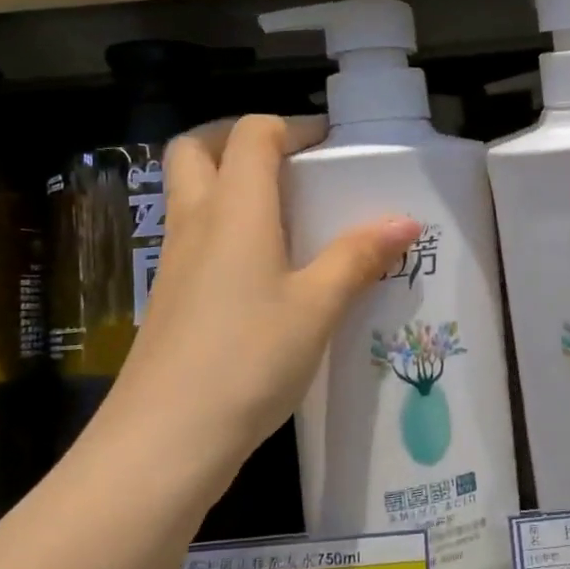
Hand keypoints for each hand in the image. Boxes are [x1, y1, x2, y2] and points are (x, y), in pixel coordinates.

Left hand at [96, 114, 419, 475]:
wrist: (163, 441)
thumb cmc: (247, 359)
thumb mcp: (317, 308)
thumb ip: (358, 258)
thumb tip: (406, 220)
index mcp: (235, 210)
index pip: (251, 135)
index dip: (291, 127)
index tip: (330, 146)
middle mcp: (196, 223)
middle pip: (196, 150)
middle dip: (238, 140)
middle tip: (287, 163)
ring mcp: (174, 262)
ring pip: (190, 194)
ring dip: (229, 184)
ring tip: (286, 214)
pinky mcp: (169, 299)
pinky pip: (194, 238)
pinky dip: (225, 230)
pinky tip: (265, 271)